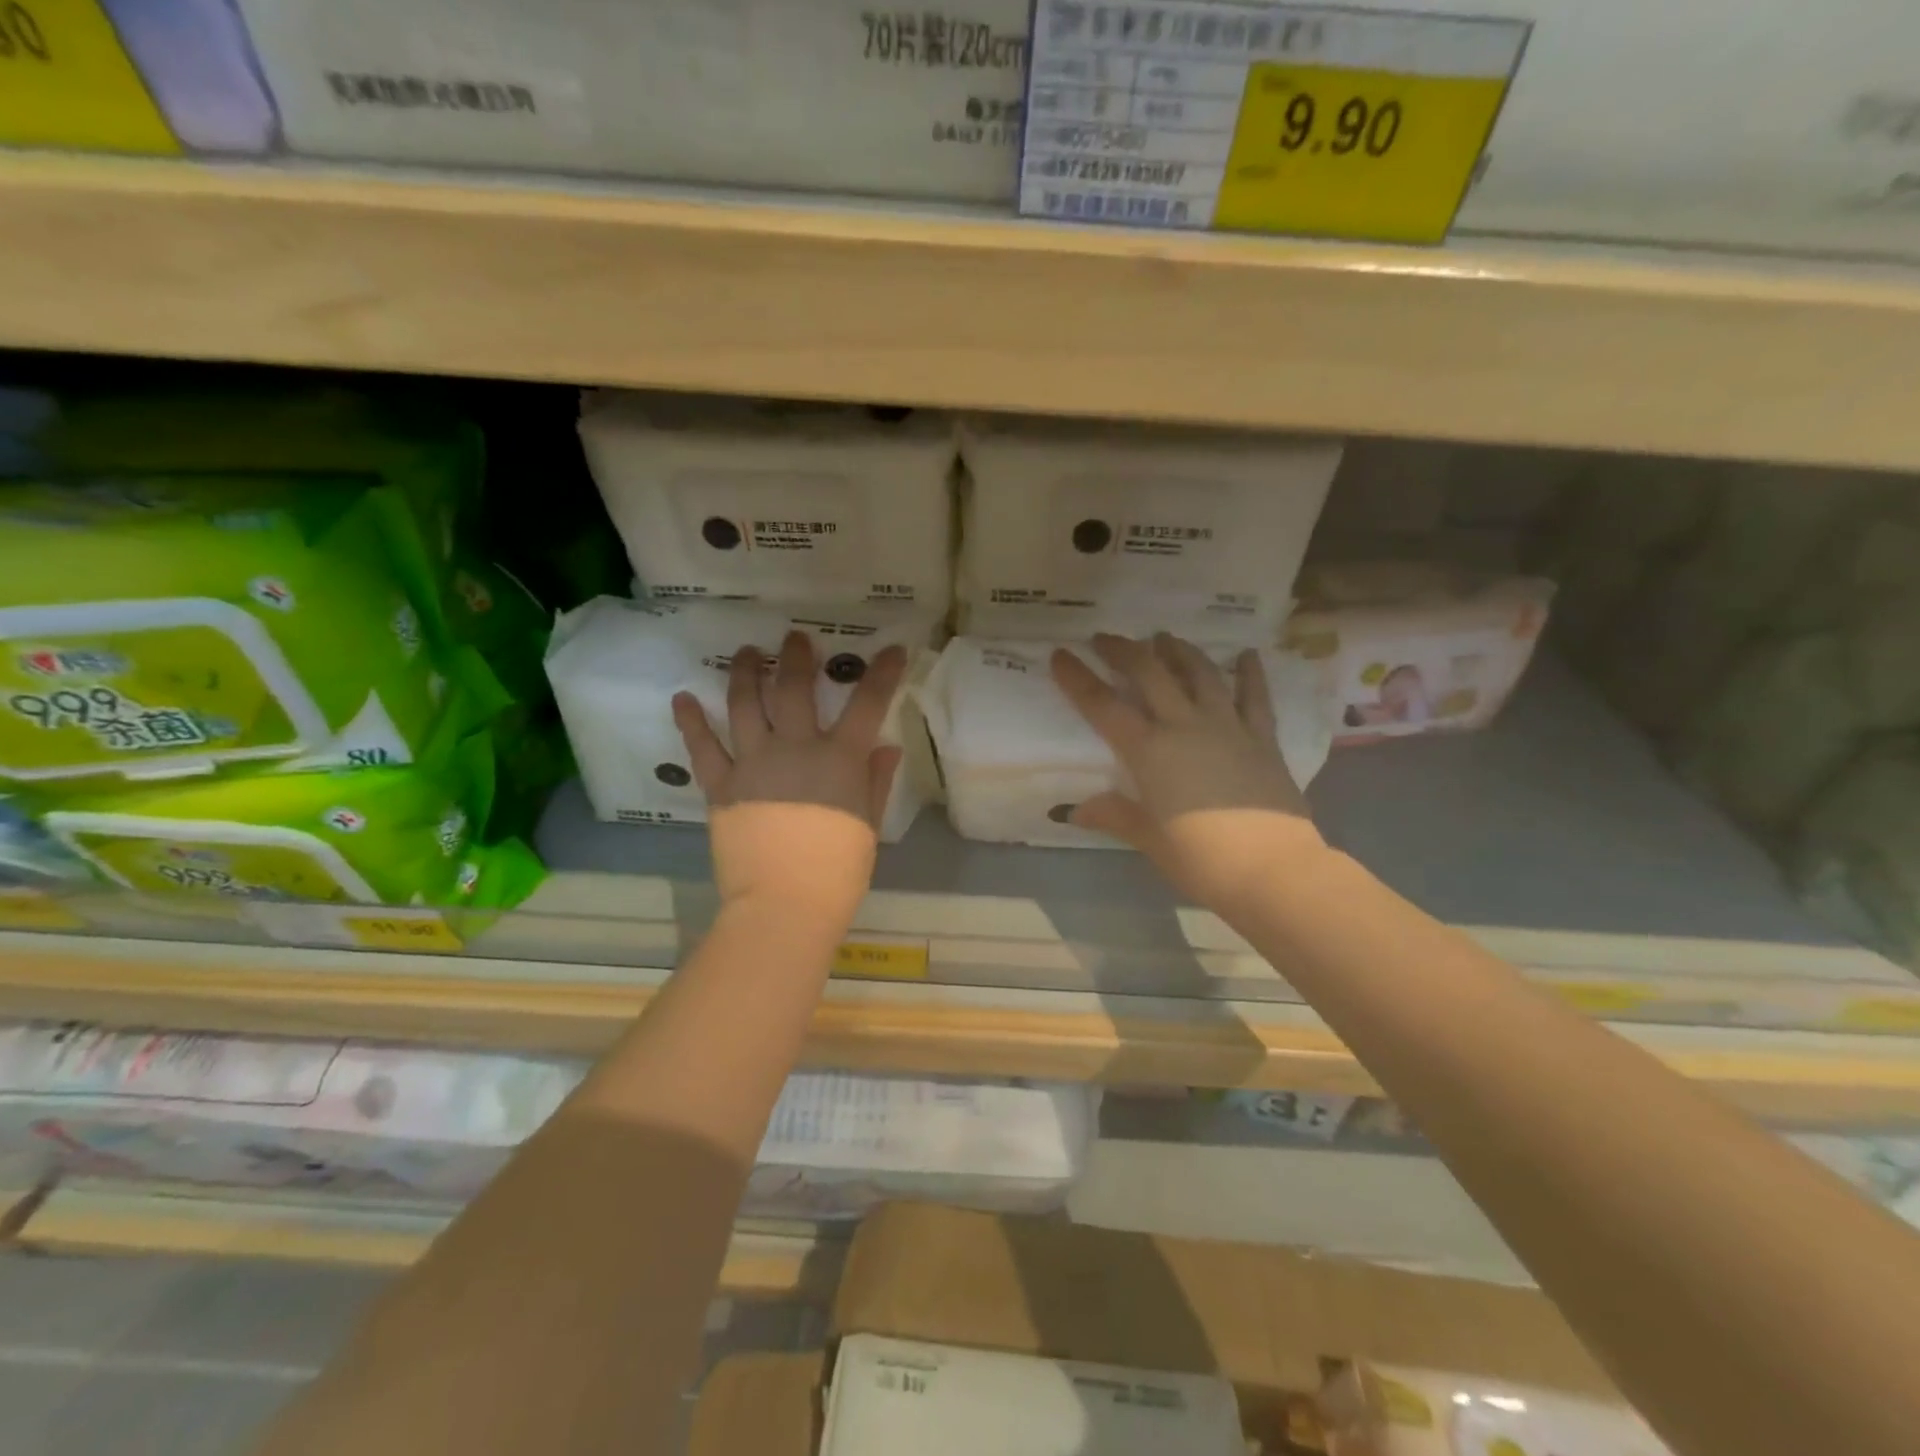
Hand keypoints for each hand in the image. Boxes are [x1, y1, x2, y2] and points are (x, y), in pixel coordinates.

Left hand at [672, 632, 905, 933]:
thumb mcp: (869, 825)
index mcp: (840, 759)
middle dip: (798, 657)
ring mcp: (754, 764)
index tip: (892, 649)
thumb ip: (876, 781)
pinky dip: (690, 721)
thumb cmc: (838, 870)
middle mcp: (796, 749)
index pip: (868, 703)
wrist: (785, 905)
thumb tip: (886, 746)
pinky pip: (703, 748)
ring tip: (747, 652)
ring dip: (746, 672)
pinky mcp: (722, 787)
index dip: (882, 673)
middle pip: (795, 689)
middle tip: (795, 638)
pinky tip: (683, 697)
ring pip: (746, 705)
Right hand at [1051, 632, 1325, 919]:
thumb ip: (1114, 815)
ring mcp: (1228, 727)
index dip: (1078, 678)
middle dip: (1124, 651)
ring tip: (1163, 637)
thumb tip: (1074, 810)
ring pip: (1200, 674)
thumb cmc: (1201, 859)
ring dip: (1178, 651)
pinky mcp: (1262, 738)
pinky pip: (1255, 696)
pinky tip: (1246, 654)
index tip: (1061, 654)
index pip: (1103, 706)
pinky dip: (1249, 672)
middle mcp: (1185, 727)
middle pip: (1150, 674)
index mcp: (1149, 752)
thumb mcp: (1148, 839)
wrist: (1272, 870)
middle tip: (1105, 639)